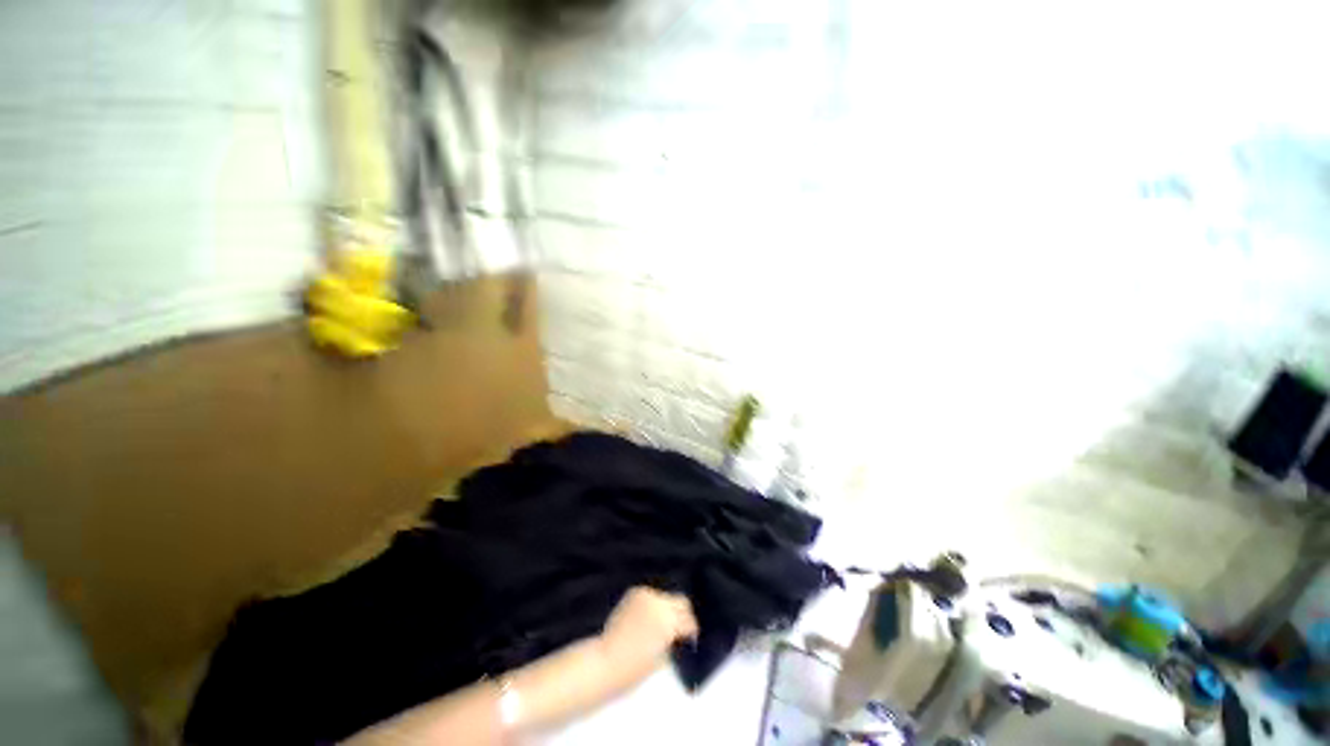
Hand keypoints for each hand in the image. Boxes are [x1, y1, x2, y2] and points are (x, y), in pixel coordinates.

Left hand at [599, 587, 698, 668]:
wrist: (605, 661)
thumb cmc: (634, 670)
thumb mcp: (663, 659)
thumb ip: (673, 642)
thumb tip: (677, 633)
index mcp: (670, 623)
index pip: (689, 622)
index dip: (691, 632)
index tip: (689, 640)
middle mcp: (661, 604)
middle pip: (682, 602)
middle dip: (683, 615)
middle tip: (679, 630)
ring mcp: (647, 595)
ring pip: (666, 598)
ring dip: (666, 609)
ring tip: (658, 626)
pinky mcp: (635, 592)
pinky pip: (651, 596)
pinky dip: (652, 606)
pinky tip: (646, 619)